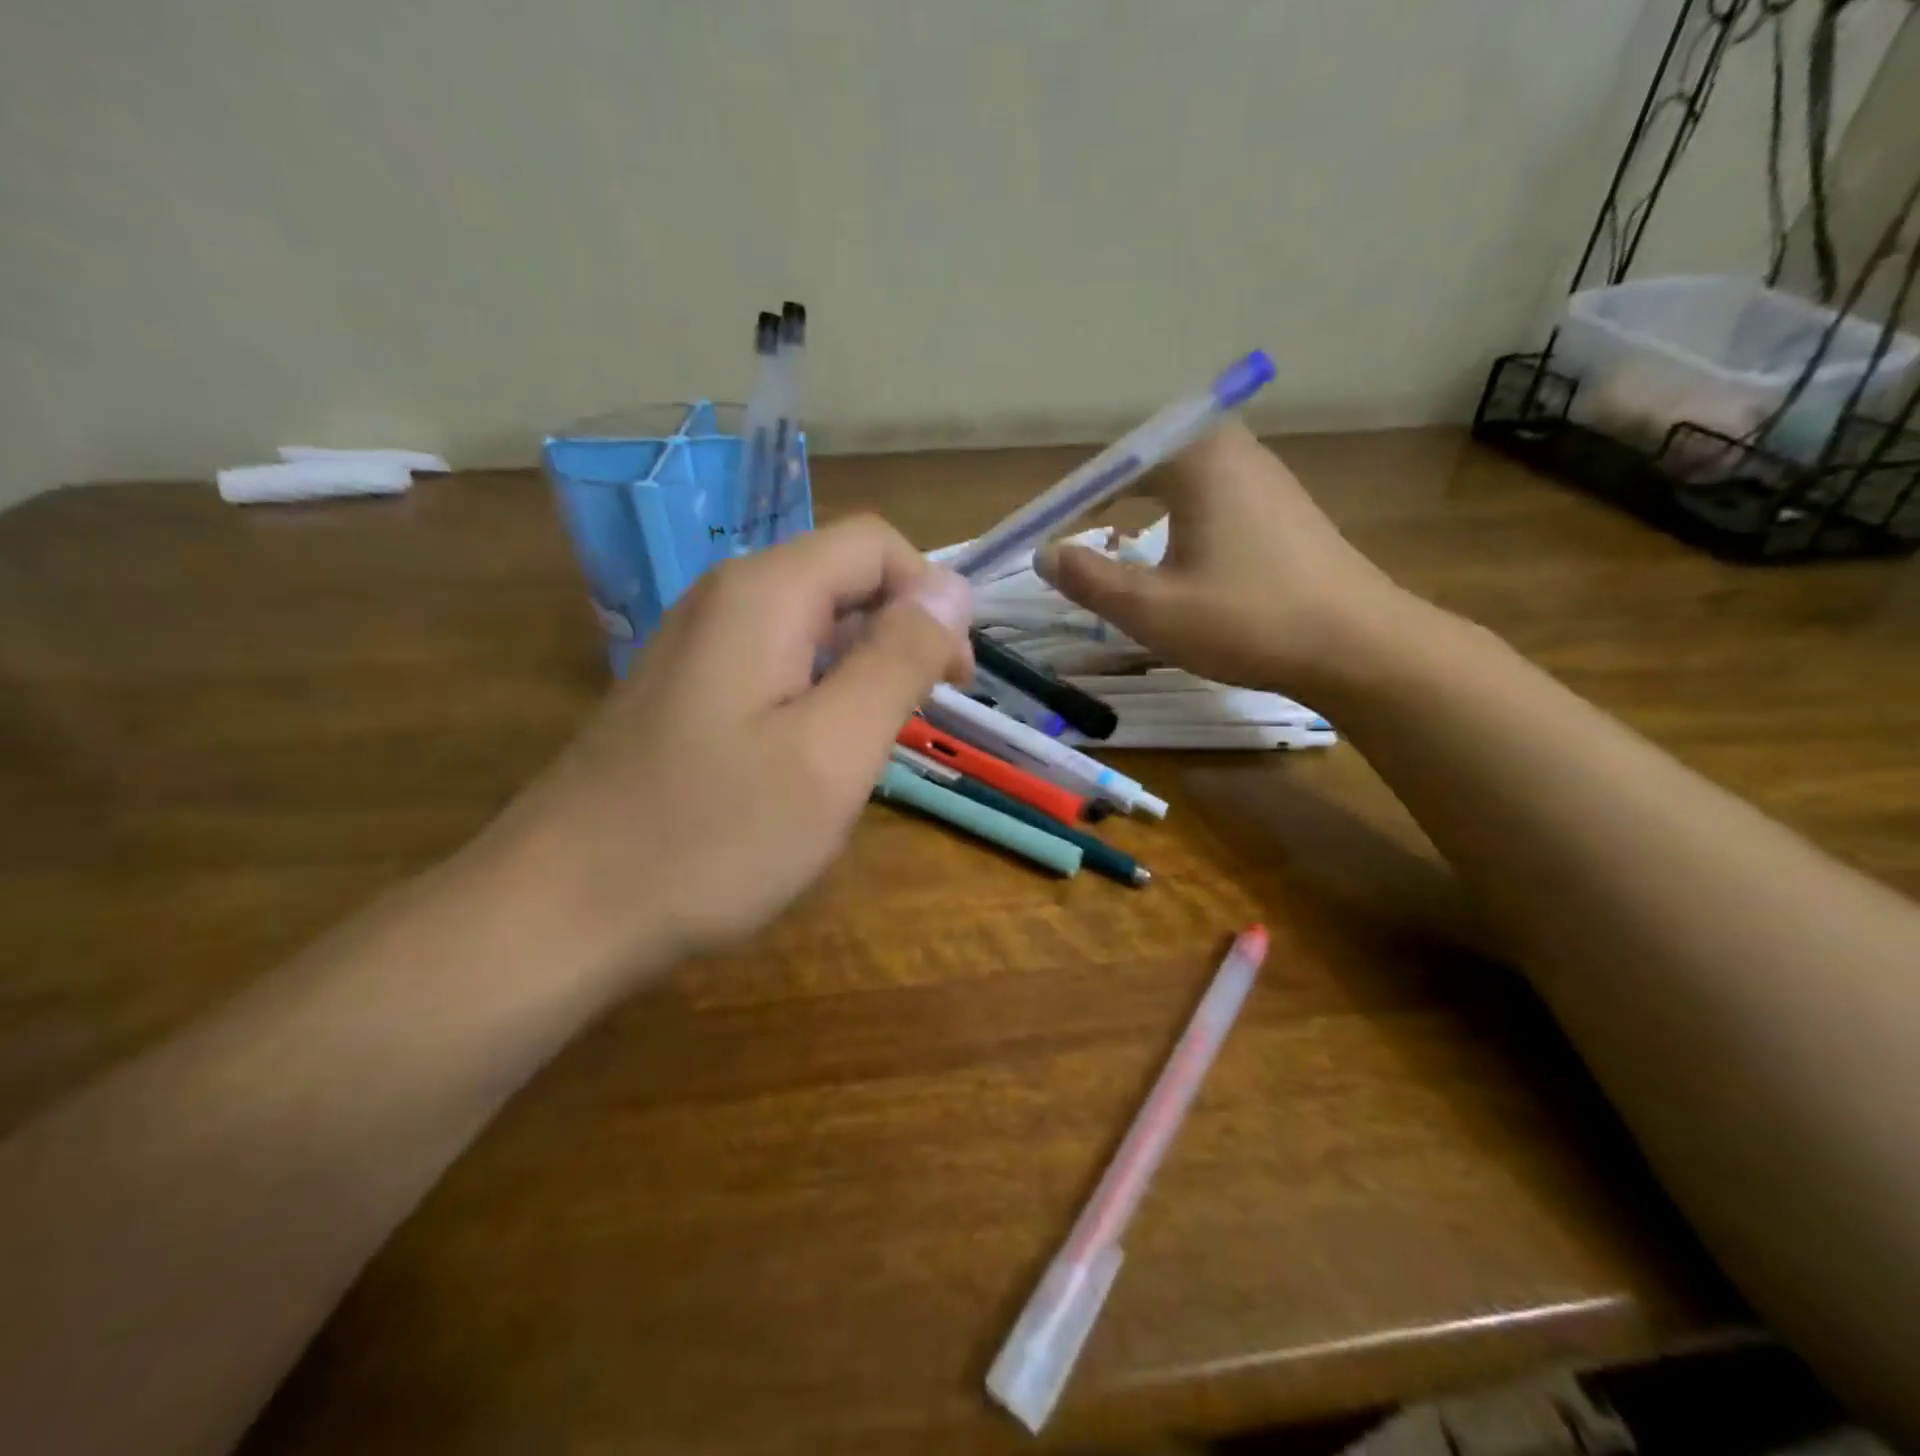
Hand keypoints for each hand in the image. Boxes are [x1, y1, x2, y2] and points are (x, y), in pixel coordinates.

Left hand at [493, 517, 971, 970]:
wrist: (560, 913)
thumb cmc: (712, 836)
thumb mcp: (833, 750)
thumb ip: (898, 660)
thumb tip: (951, 588)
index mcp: (764, 595)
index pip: (876, 545)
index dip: (931, 599)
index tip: (950, 683)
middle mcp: (724, 600)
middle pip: (841, 581)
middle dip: (898, 638)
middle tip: (914, 726)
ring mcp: (695, 648)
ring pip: (810, 630)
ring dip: (859, 674)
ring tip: (868, 752)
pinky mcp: (683, 694)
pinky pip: (774, 669)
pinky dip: (816, 700)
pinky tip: (811, 764)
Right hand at [1034, 421, 1410, 700]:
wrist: (1357, 646)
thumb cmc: (1246, 620)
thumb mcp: (1151, 608)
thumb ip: (1089, 578)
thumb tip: (1046, 554)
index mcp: (1198, 458)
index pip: (1111, 466)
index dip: (1069, 503)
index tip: (1043, 540)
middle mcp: (1234, 450)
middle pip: (1148, 465)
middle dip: (1105, 502)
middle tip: (1075, 543)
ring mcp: (1267, 478)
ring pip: (1182, 484)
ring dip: (1143, 512)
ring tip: (1117, 551)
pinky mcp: (1286, 509)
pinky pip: (1213, 501)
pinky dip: (1179, 523)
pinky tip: (1179, 561)